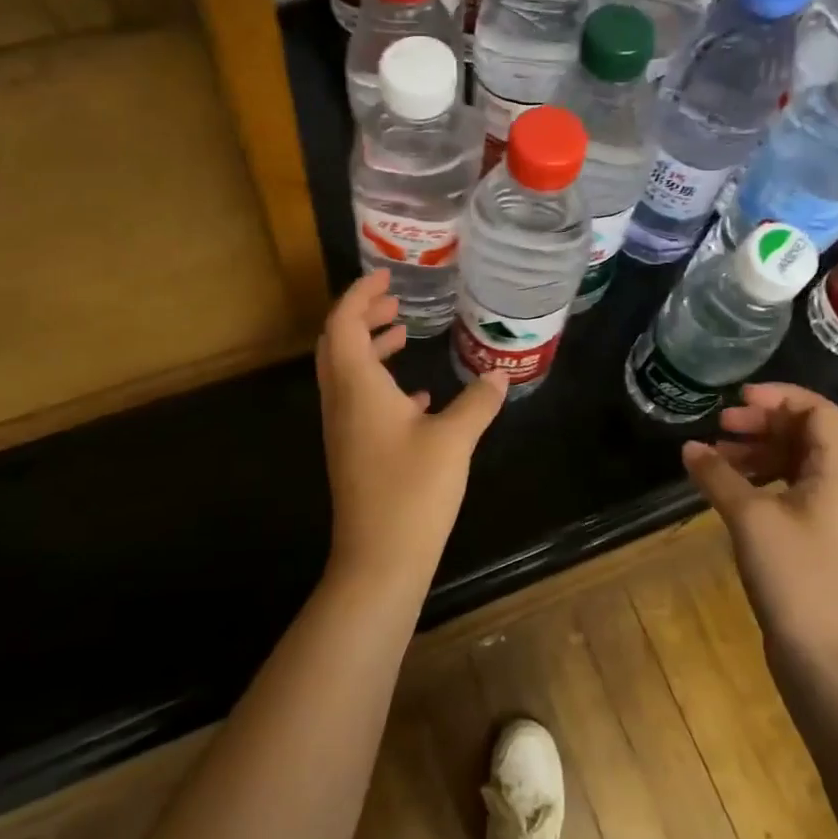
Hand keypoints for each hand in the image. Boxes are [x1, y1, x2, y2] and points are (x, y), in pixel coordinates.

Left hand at [315, 270, 507, 595]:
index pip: (344, 322)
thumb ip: (477, 402)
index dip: (360, 294)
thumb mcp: (454, 440)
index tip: (386, 277)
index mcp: (357, 386)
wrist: (379, 561)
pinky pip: (360, 400)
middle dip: (363, 315)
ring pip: (348, 372)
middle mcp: (341, 401)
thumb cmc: (412, 492)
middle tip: (396, 300)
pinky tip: (417, 395)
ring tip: (404, 333)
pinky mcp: (354, 452)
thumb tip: (499, 374)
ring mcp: (344, 429)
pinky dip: (381, 382)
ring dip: (370, 346)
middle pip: (338, 342)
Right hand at [682, 383, 837, 671]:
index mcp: (834, 473)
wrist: (824, 657)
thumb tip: (689, 447)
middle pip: (802, 433)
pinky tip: (724, 489)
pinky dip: (754, 479)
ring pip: (790, 461)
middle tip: (720, 425)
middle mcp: (834, 486)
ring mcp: (821, 514)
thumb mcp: (750, 518)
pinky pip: (782, 489)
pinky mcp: (806, 538)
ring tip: (714, 457)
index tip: (738, 399)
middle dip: (761, 421)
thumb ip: (718, 476)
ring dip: (754, 450)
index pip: (818, 411)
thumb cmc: (794, 577)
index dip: (780, 395)